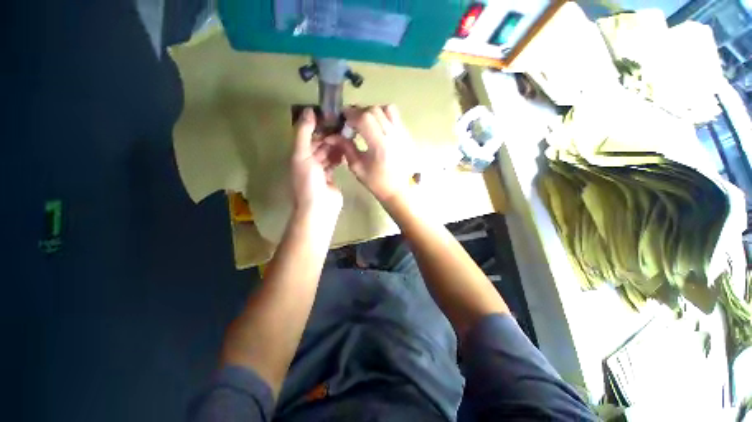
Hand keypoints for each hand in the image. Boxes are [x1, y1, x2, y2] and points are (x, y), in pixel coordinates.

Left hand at [291, 108, 343, 215]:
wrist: (320, 206)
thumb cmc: (309, 181)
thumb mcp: (302, 155)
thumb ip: (304, 133)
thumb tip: (308, 110)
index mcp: (298, 155)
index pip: (307, 135)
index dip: (317, 125)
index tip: (331, 116)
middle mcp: (308, 161)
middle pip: (318, 144)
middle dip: (328, 135)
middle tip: (342, 126)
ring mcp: (320, 170)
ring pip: (327, 152)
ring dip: (335, 145)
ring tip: (346, 136)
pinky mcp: (331, 177)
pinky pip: (334, 162)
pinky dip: (339, 156)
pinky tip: (346, 150)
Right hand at [335, 105, 413, 202]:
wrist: (399, 190)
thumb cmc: (377, 183)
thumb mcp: (358, 168)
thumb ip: (346, 148)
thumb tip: (335, 135)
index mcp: (380, 145)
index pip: (365, 118)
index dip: (351, 114)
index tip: (343, 118)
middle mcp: (393, 135)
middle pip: (375, 110)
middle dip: (360, 112)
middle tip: (352, 121)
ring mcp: (402, 134)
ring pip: (387, 109)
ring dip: (373, 111)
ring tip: (366, 123)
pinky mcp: (407, 135)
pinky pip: (395, 117)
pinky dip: (384, 116)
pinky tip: (378, 128)